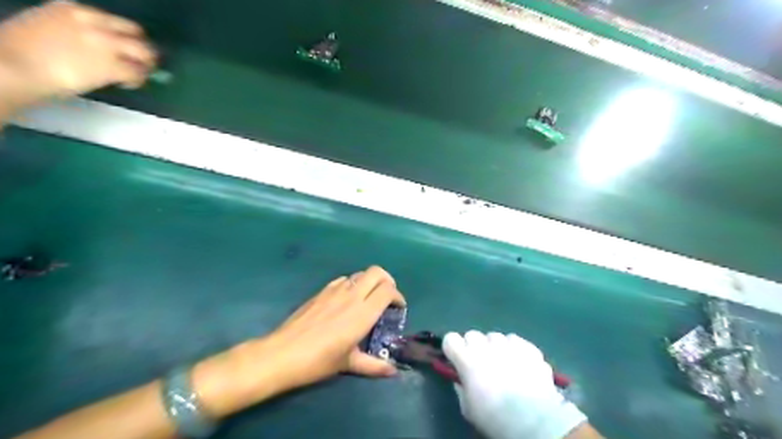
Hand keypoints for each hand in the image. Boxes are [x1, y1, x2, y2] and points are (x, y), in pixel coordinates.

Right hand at [0, 0, 155, 102]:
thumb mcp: (45, 24)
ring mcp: (106, 44)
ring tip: (138, 75)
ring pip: (145, 53)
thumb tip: (90, 45)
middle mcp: (95, 23)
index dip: (126, 37)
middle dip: (143, 49)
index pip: (116, 22)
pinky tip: (127, 84)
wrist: (13, 66)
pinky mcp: (112, 66)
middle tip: (143, 63)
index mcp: (74, 9)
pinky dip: (137, 80)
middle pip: (137, 34)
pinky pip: (138, 73)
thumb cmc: (20, 50)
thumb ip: (72, 30)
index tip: (126, 48)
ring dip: (146, 65)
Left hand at [193, 266, 405, 416]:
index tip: (398, 308)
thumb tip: (393, 372)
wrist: (283, 353)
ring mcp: (335, 290)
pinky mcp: (321, 291)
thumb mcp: (349, 364)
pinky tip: (346, 300)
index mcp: (363, 312)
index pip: (388, 290)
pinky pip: (343, 279)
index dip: (397, 295)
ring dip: (369, 282)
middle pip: (377, 272)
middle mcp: (352, 295)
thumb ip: (374, 365)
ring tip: (368, 299)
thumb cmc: (319, 360)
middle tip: (387, 296)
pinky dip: (352, 284)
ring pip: (360, 274)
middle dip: (387, 280)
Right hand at [443, 333, 589, 437]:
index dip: (453, 348)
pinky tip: (520, 363)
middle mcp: (486, 346)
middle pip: (472, 335)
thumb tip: (461, 378)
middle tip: (481, 364)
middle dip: (474, 347)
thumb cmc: (495, 417)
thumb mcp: (468, 408)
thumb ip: (462, 387)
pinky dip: (515, 349)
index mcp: (467, 359)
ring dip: (495, 347)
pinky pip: (516, 341)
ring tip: (504, 364)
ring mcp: (509, 344)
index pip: (450, 339)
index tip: (457, 359)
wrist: (533, 421)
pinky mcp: (528, 347)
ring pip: (495, 337)